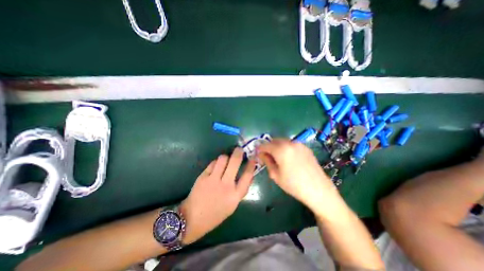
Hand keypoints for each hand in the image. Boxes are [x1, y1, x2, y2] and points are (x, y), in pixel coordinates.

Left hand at [181, 148, 255, 242]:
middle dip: (238, 152)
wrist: (192, 219)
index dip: (251, 165)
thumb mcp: (232, 205)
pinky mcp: (203, 176)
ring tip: (225, 159)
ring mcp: (213, 180)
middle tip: (239, 149)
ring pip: (222, 159)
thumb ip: (240, 190)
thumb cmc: (215, 214)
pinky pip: (212, 163)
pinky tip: (215, 166)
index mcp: (235, 195)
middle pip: (235, 162)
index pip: (247, 175)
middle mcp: (226, 186)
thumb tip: (248, 175)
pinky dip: (216, 163)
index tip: (253, 158)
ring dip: (226, 157)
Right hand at [259, 140, 337, 211]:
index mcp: (281, 149)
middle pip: (274, 140)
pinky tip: (288, 157)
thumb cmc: (294, 185)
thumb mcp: (275, 174)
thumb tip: (261, 154)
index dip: (260, 149)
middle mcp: (290, 143)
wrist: (318, 190)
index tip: (257, 154)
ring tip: (277, 157)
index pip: (265, 145)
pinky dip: (285, 147)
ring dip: (277, 147)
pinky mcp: (305, 147)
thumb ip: (267, 161)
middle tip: (267, 156)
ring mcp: (299, 144)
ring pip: (283, 141)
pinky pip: (291, 144)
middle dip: (268, 147)